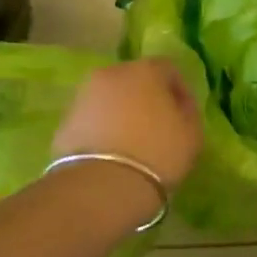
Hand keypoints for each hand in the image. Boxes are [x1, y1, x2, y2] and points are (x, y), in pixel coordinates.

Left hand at [53, 58, 203, 187]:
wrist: (102, 186)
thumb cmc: (157, 154)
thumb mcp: (192, 134)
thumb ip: (188, 111)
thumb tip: (179, 105)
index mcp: (144, 70)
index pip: (168, 69)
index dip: (179, 91)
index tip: (184, 116)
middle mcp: (110, 74)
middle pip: (135, 80)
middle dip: (147, 99)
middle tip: (157, 128)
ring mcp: (83, 96)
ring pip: (110, 99)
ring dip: (122, 113)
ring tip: (132, 144)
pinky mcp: (65, 121)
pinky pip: (92, 119)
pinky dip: (102, 129)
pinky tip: (111, 154)